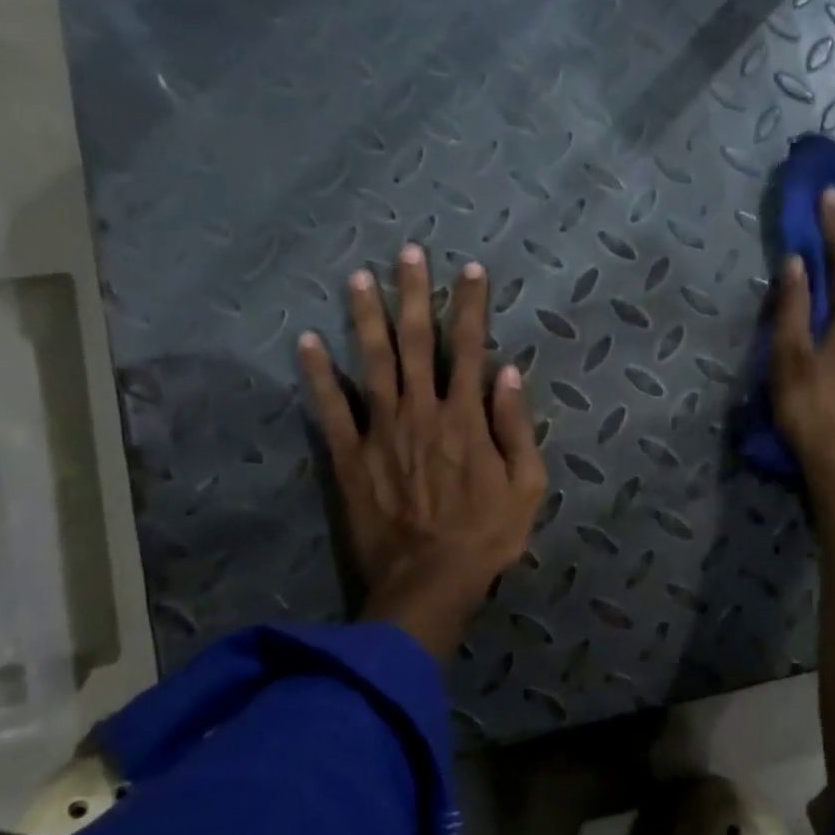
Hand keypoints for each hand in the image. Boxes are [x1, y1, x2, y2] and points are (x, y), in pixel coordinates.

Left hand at [298, 245, 547, 661]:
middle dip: (415, 294)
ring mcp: (381, 431)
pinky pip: (330, 409)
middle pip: (417, 342)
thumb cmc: (486, 537)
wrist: (428, 582)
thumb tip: (508, 372)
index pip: (470, 348)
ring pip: (371, 362)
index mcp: (466, 417)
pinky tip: (306, 342)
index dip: (471, 307)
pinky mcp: (348, 457)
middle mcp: (421, 411)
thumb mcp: (527, 486)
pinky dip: (317, 375)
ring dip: (366, 317)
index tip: (471, 271)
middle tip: (409, 253)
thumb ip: (517, 426)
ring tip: (359, 276)